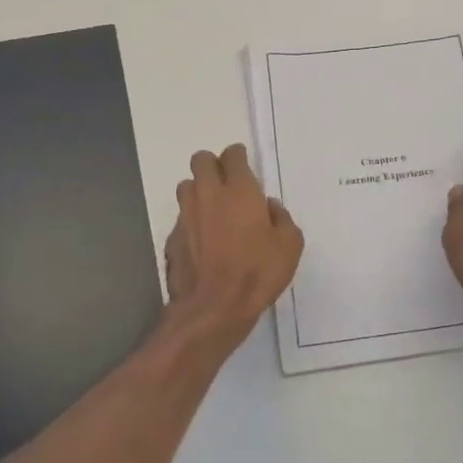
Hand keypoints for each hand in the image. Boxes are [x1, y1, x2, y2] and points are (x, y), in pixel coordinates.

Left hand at [163, 143, 303, 344]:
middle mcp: (208, 195)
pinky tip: (203, 239)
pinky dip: (192, 221)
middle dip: (213, 165)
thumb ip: (281, 218)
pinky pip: (182, 217)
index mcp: (239, 190)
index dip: (238, 156)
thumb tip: (269, 208)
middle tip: (227, 182)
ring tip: (213, 208)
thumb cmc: (258, 272)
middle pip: (201, 161)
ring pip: (186, 186)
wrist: (214, 307)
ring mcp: (186, 216)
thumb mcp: (290, 245)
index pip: (232, 155)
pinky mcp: (173, 238)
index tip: (244, 165)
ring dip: (198, 190)